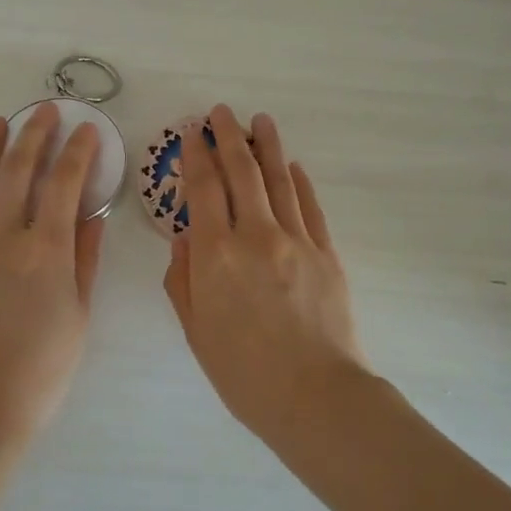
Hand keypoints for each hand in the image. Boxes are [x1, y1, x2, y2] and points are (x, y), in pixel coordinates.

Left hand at [0, 105, 104, 440]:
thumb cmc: (43, 369)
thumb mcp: (79, 315)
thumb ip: (85, 259)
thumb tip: (93, 215)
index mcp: (47, 251)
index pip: (65, 184)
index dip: (78, 152)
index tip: (88, 130)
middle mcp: (5, 239)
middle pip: (18, 171)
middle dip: (35, 134)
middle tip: (46, 111)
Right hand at [163, 106, 367, 441]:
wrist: (316, 398)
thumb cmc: (244, 373)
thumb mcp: (196, 331)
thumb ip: (183, 280)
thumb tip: (185, 238)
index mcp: (216, 255)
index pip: (204, 190)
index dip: (197, 156)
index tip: (192, 132)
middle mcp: (255, 235)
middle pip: (242, 173)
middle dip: (229, 137)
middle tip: (221, 112)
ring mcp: (296, 240)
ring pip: (279, 180)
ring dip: (268, 146)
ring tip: (260, 120)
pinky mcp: (327, 253)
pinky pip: (311, 208)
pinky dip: (300, 182)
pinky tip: (293, 166)